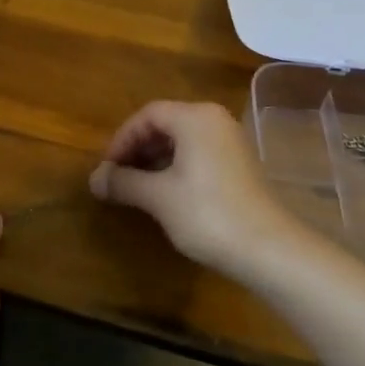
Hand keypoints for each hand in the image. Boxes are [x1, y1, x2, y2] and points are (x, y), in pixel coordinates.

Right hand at [89, 101, 294, 273]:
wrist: (271, 251)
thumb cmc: (208, 214)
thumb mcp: (158, 197)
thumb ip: (123, 182)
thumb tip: (93, 179)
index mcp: (195, 117)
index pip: (147, 115)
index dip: (121, 139)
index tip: (108, 167)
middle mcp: (214, 120)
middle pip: (165, 124)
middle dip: (137, 149)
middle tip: (119, 177)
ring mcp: (230, 142)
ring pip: (182, 141)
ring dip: (155, 160)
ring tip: (138, 188)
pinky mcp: (240, 165)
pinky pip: (198, 154)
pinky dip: (176, 167)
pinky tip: (167, 195)